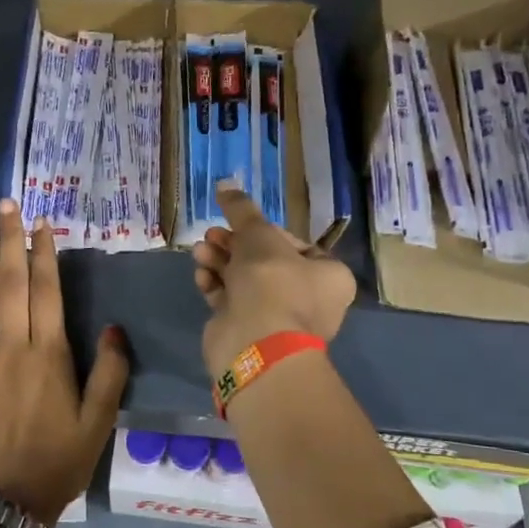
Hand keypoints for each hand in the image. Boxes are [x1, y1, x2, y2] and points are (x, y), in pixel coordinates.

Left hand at [0, 199, 129, 526]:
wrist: (4, 499)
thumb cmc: (58, 460)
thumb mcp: (99, 423)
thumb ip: (111, 372)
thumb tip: (114, 327)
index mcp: (50, 355)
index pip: (47, 291)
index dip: (45, 254)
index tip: (43, 223)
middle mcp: (12, 347)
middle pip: (11, 283)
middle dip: (11, 240)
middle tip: (7, 205)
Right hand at [192, 184, 355, 380]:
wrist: (255, 344)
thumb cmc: (272, 283)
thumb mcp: (259, 235)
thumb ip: (242, 209)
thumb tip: (226, 183)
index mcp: (328, 275)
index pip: (295, 243)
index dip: (263, 230)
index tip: (240, 223)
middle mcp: (308, 298)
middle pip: (264, 261)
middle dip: (233, 244)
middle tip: (211, 235)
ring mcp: (276, 318)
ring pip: (244, 280)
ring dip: (220, 262)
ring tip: (200, 252)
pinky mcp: (248, 331)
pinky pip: (231, 301)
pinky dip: (216, 286)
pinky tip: (202, 277)